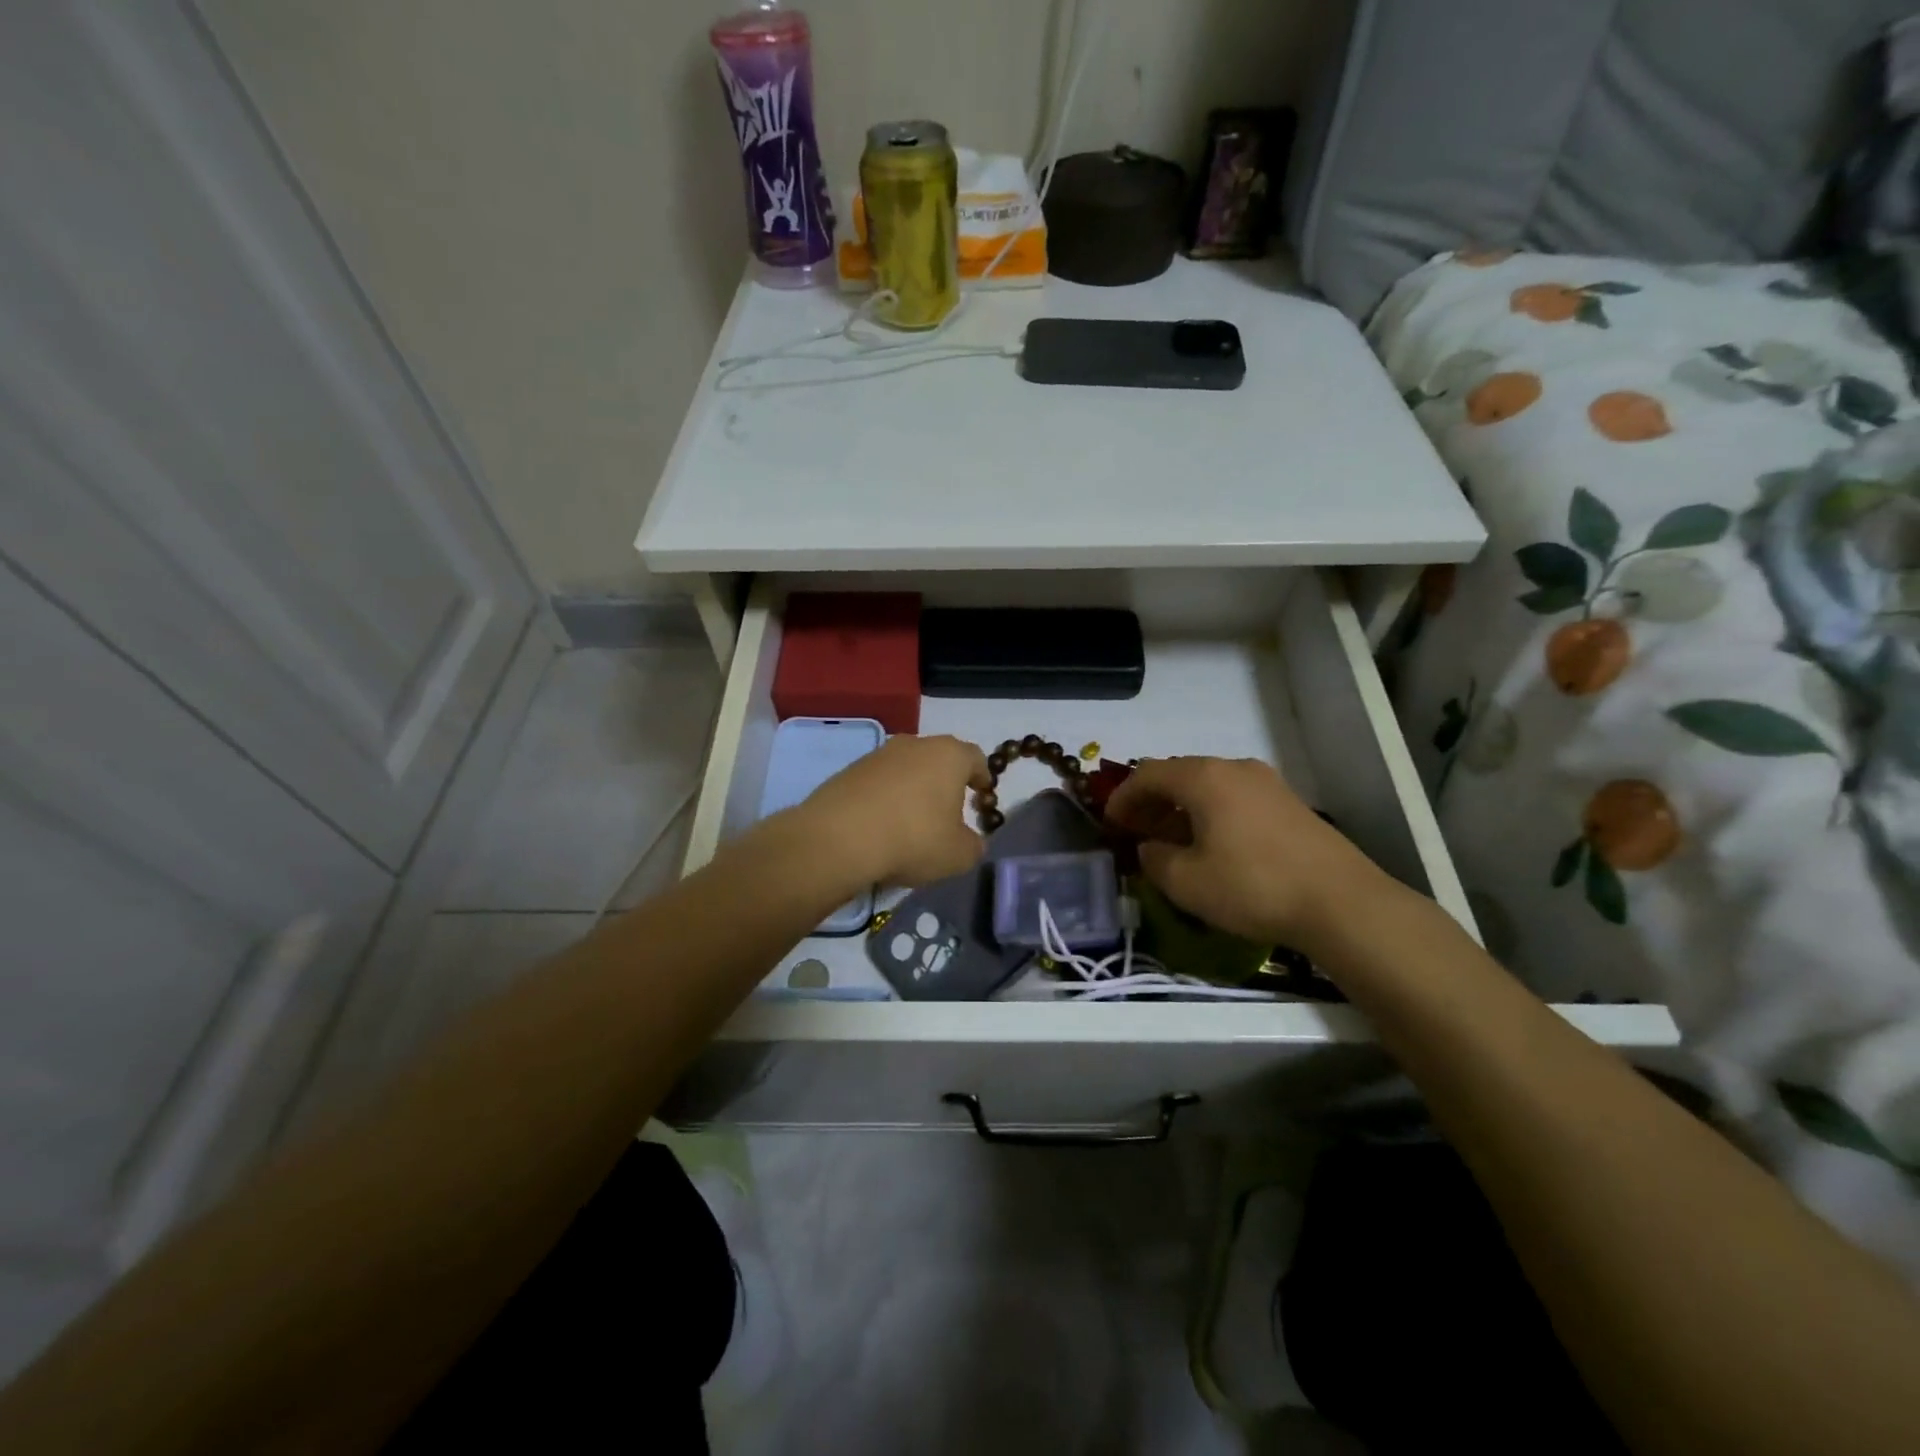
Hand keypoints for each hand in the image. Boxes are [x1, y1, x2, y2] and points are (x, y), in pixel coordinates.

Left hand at [795, 734, 990, 887]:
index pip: (975, 758)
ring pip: (906, 770)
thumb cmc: (913, 839)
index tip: (982, 796)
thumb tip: (970, 841)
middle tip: (949, 812)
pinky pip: (878, 783)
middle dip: (946, 783)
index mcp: (949, 755)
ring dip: (913, 791)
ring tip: (912, 823)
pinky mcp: (848, 771)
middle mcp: (914, 744)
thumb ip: (973, 845)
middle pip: (939, 759)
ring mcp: (878, 755)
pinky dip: (885, 799)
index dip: (982, 778)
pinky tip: (882, 827)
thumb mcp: (959, 855)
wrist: (839, 839)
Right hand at [1105, 756, 1398, 952]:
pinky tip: (1211, 844)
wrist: (1341, 902)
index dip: (1122, 797)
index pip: (1148, 773)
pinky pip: (1234, 797)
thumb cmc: (1253, 887)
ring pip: (1208, 785)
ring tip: (1171, 840)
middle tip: (1136, 831)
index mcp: (1204, 778)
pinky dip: (1210, 812)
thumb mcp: (1187, 882)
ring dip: (1181, 807)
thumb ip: (1155, 859)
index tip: (1109, 823)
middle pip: (1179, 774)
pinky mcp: (1288, 802)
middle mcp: (1234, 768)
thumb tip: (1150, 847)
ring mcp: (1266, 782)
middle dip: (1151, 801)